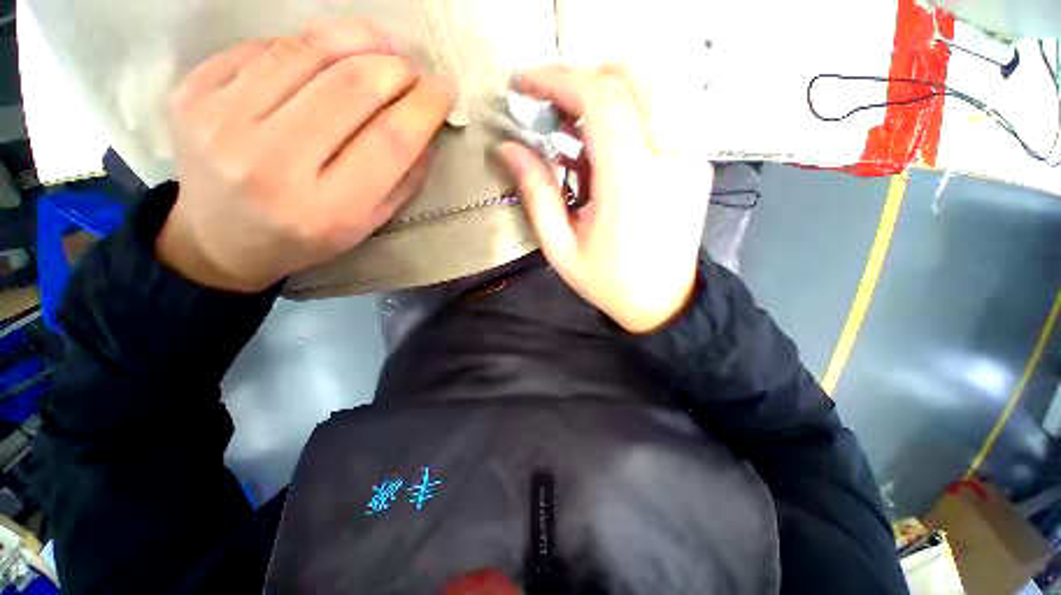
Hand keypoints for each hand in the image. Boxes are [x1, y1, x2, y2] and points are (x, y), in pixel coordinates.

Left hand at [157, 20, 453, 291]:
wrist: (220, 241)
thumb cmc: (307, 237)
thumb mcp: (369, 223)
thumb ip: (404, 179)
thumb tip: (426, 126)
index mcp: (328, 209)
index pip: (390, 139)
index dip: (425, 106)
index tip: (443, 91)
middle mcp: (273, 164)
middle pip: (351, 87)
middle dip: (397, 68)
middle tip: (413, 70)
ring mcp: (222, 123)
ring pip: (307, 51)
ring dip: (358, 39)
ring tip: (381, 47)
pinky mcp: (193, 93)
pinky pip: (265, 47)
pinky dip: (308, 44)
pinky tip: (325, 57)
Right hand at [496, 66, 710, 332]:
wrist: (662, 303)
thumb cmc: (608, 283)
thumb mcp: (561, 248)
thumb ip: (536, 194)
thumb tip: (509, 149)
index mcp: (630, 184)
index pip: (602, 98)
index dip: (559, 79)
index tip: (526, 84)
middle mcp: (669, 159)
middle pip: (630, 78)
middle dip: (581, 80)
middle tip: (550, 107)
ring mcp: (690, 158)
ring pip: (650, 89)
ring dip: (604, 96)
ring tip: (573, 131)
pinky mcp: (696, 163)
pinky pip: (661, 115)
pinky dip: (626, 115)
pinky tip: (605, 150)